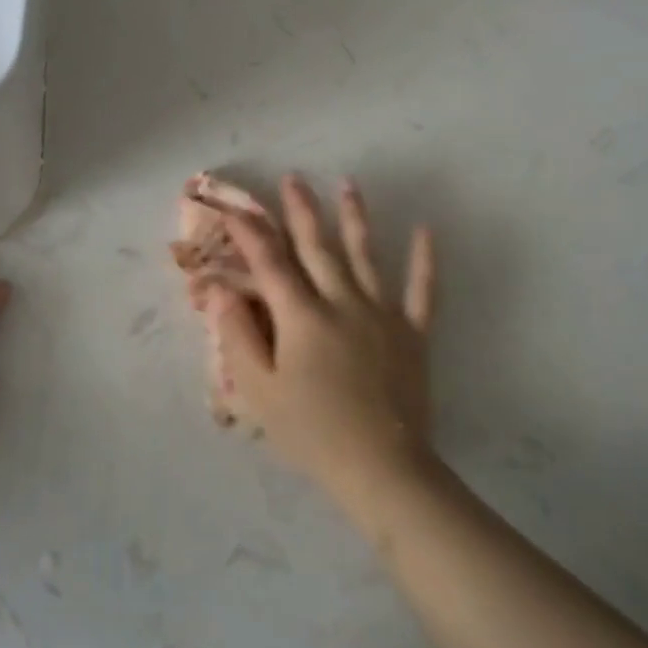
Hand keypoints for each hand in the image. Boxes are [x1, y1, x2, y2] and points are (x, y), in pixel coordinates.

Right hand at [205, 176, 435, 504]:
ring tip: (349, 184)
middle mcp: (342, 302)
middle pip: (318, 248)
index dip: (251, 233)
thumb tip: (221, 289)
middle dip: (302, 211)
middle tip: (294, 178)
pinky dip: (425, 260)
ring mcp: (382, 314)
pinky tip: (426, 230)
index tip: (236, 208)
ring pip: (366, 256)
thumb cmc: (312, 432)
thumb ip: (238, 335)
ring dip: (355, 218)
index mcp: (302, 316)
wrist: (382, 468)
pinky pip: (423, 290)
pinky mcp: (412, 333)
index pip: (270, 264)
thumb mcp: (260, 390)